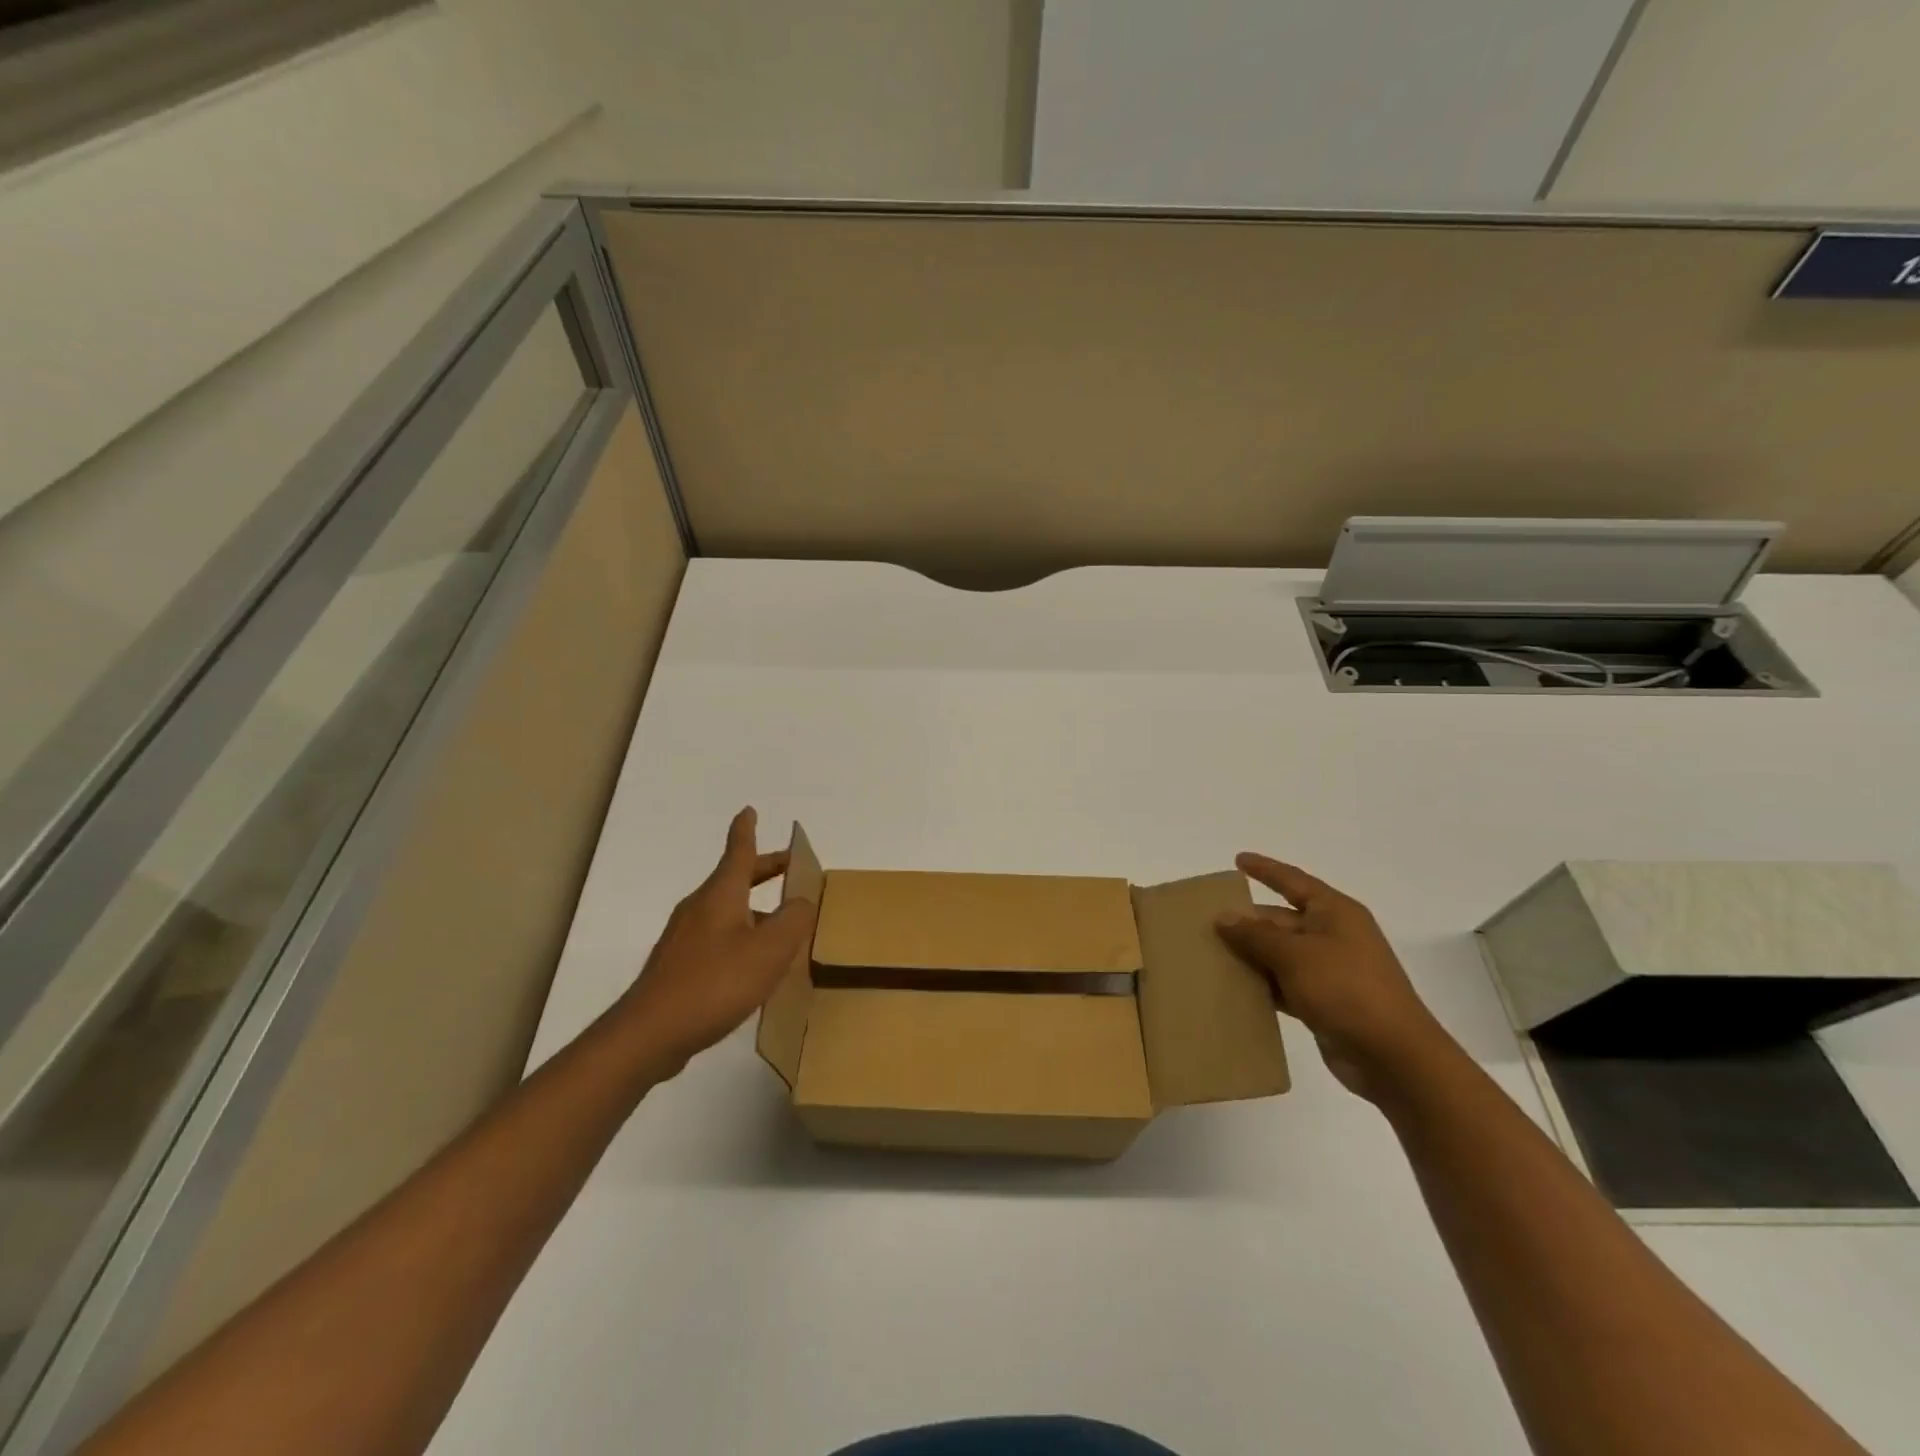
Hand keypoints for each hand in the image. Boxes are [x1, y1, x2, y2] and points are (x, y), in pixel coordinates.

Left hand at [617, 808, 816, 1077]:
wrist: (649, 1034)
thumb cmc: (715, 983)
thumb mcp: (769, 950)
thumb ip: (793, 920)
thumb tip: (801, 902)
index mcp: (721, 895)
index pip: (737, 852)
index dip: (746, 830)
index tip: (749, 810)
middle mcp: (700, 909)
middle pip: (734, 879)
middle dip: (762, 870)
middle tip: (788, 868)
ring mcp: (684, 939)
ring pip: (726, 911)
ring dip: (754, 909)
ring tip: (781, 926)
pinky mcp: (678, 968)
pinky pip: (717, 938)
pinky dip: (740, 936)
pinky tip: (753, 965)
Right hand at [1215, 853, 1450, 1100]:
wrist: (1393, 1057)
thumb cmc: (1346, 989)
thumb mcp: (1295, 955)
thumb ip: (1256, 934)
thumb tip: (1224, 916)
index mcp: (1335, 913)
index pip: (1293, 881)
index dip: (1265, 870)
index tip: (1237, 860)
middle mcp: (1334, 936)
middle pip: (1282, 919)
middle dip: (1247, 921)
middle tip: (1206, 922)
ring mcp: (1331, 971)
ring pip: (1281, 954)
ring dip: (1251, 955)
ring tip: (1210, 954)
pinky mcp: (1325, 1002)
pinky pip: (1285, 984)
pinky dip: (1262, 985)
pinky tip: (1234, 989)